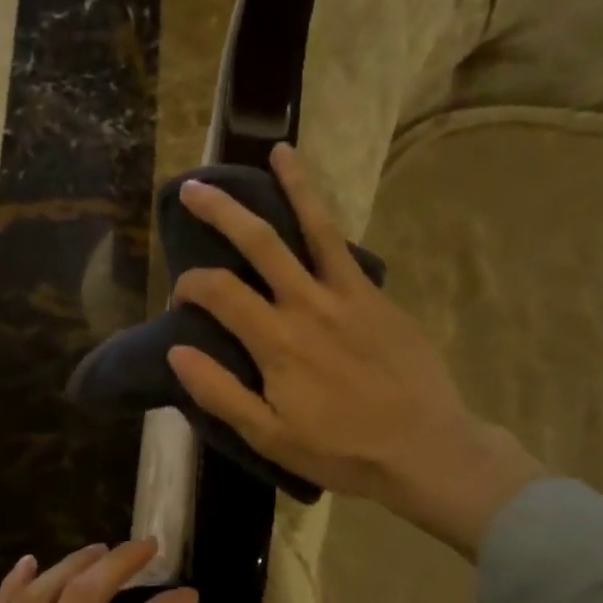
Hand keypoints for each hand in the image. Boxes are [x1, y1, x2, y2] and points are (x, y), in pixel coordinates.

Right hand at [168, 143, 542, 556]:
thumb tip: (177, 350)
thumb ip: (219, 392)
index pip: (218, 291)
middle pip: (259, 241)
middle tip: (194, 188)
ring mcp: (349, 294)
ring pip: (315, 227)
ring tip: (278, 153)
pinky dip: (329, 223)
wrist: (424, 449)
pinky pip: (347, 250)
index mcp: (276, 340)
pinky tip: (318, 210)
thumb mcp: (269, 435)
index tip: (181, 295)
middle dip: (221, 211)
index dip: (190, 284)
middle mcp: (309, 304)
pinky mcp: (378, 297)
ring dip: (293, 187)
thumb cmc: (340, 449)